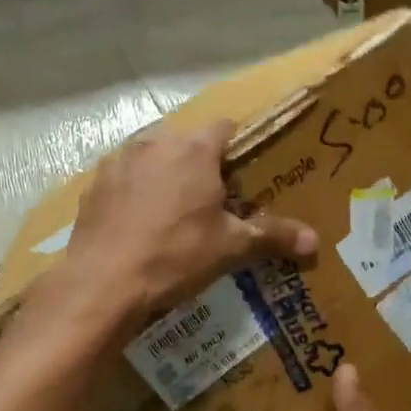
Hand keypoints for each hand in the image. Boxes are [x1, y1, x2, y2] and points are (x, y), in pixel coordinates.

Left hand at [59, 120, 316, 331]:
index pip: (225, 128)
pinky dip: (135, 195)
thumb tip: (316, 241)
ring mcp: (119, 162)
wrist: (103, 282)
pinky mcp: (94, 186)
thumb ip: (272, 237)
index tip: (243, 177)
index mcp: (194, 149)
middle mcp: (154, 143)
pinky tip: (139, 227)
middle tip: (213, 204)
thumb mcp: (229, 248)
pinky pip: (125, 181)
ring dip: (166, 177)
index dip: (237, 150)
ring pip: (153, 159)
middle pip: (187, 143)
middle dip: (201, 166)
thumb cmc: (175, 256)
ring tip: (174, 216)